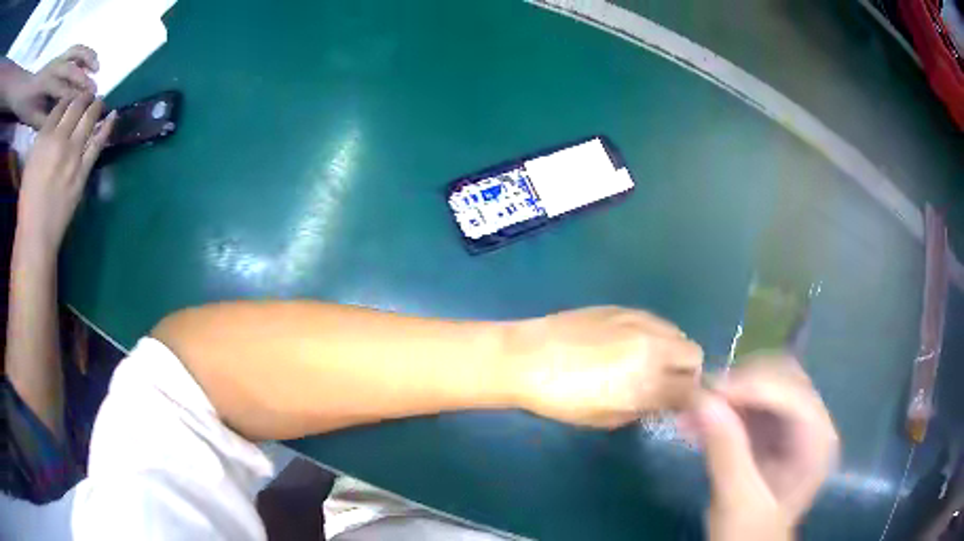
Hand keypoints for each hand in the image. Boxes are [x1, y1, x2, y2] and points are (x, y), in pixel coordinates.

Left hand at [4, 45, 98, 129]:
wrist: (28, 92)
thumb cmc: (27, 108)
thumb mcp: (31, 119)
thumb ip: (43, 120)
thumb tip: (57, 123)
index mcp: (47, 86)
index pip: (63, 92)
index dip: (74, 100)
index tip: (85, 109)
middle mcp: (55, 68)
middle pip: (72, 71)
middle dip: (84, 81)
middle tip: (94, 92)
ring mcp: (59, 59)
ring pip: (77, 54)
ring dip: (88, 59)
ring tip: (97, 68)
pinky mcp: (60, 56)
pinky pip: (75, 49)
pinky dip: (84, 52)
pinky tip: (88, 60)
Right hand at [17, 94, 115, 251]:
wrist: (37, 233)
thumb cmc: (28, 201)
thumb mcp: (30, 162)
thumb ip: (43, 139)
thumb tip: (55, 124)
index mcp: (44, 137)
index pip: (60, 106)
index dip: (69, 97)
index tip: (74, 95)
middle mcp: (59, 139)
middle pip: (77, 107)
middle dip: (85, 96)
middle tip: (90, 93)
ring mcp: (73, 154)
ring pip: (89, 119)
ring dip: (97, 106)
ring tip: (101, 100)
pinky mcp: (83, 170)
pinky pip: (98, 143)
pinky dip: (107, 126)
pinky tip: (114, 115)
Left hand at [509, 306, 703, 428]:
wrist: (526, 357)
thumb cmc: (562, 399)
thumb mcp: (605, 418)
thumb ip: (642, 410)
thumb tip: (658, 403)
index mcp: (649, 380)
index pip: (691, 390)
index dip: (688, 401)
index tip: (677, 406)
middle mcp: (653, 345)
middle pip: (694, 355)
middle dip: (686, 372)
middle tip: (665, 384)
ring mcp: (639, 321)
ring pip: (677, 334)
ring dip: (672, 351)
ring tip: (648, 363)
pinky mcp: (623, 308)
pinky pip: (654, 321)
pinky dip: (653, 336)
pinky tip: (629, 345)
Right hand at [681, 357, 838, 540]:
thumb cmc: (750, 535)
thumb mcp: (738, 503)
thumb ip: (727, 454)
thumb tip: (703, 401)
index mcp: (818, 443)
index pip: (794, 395)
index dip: (754, 387)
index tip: (709, 395)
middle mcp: (812, 425)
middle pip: (782, 379)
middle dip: (740, 385)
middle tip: (700, 399)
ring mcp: (794, 426)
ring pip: (764, 385)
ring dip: (728, 394)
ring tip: (690, 411)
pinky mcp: (773, 430)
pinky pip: (750, 404)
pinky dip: (723, 408)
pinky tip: (696, 422)